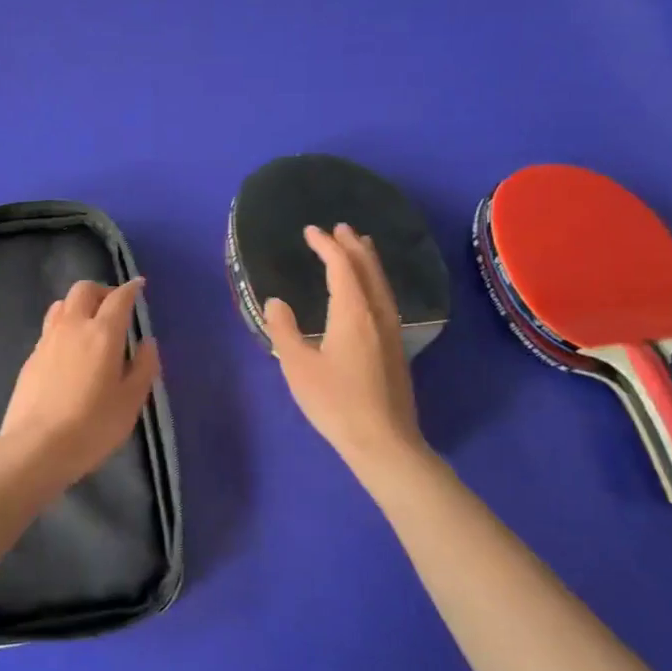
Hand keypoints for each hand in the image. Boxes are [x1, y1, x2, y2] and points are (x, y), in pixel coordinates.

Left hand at [0, 278, 161, 493]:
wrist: (36, 446)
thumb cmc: (92, 426)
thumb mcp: (130, 402)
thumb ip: (144, 368)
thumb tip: (147, 343)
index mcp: (102, 333)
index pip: (118, 298)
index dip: (131, 289)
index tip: (139, 286)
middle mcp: (73, 326)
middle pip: (83, 290)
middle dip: (101, 290)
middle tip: (114, 306)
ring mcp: (47, 340)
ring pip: (61, 304)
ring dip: (79, 305)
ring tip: (90, 324)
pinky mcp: (31, 357)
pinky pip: (50, 327)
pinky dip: (64, 326)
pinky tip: (70, 349)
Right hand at [264, 224, 428, 471]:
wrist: (383, 441)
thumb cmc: (335, 402)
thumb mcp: (297, 366)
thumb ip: (284, 329)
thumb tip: (276, 301)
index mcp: (353, 313)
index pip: (341, 267)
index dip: (326, 246)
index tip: (310, 231)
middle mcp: (377, 315)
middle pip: (368, 270)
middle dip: (353, 246)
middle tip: (341, 228)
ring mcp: (391, 332)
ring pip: (382, 285)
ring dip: (368, 262)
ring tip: (360, 248)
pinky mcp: (396, 349)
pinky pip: (385, 300)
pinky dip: (375, 282)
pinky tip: (370, 293)